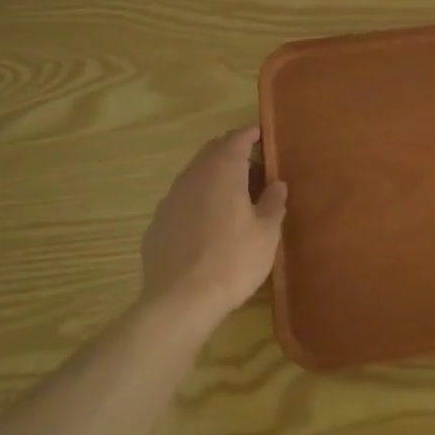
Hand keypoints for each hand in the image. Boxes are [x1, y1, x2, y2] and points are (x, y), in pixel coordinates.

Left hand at [137, 127, 287, 332]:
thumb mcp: (266, 234)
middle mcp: (193, 177)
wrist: (180, 301)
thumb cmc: (233, 261)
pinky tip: (206, 223)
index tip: (262, 133)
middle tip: (251, 163)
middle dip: (230, 151)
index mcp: (223, 171)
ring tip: (231, 193)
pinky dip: (196, 201)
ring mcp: (170, 199)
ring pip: (194, 175)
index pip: (236, 139)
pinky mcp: (157, 224)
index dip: (250, 134)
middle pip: (212, 151)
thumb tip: (277, 184)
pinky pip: (181, 201)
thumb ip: (273, 203)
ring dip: (212, 175)